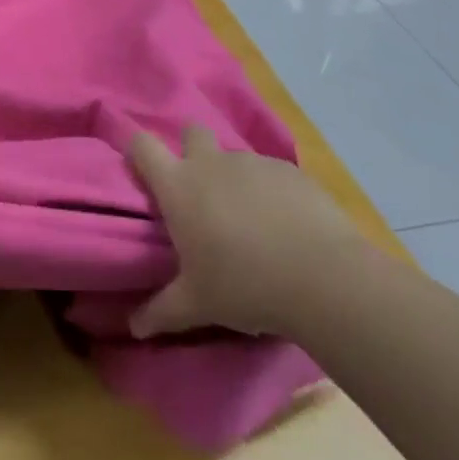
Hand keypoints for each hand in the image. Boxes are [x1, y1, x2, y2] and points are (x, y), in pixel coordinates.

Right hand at [127, 126, 371, 338]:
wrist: (324, 278)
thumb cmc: (245, 285)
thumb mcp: (197, 304)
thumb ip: (161, 311)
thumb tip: (134, 327)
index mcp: (179, 186)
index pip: (142, 145)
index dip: (139, 152)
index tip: (144, 173)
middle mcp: (211, 163)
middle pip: (191, 132)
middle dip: (192, 149)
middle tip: (202, 190)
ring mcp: (253, 162)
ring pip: (235, 157)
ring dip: (235, 178)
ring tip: (252, 220)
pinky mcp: (291, 171)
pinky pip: (272, 174)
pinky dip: (272, 192)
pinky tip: (288, 225)